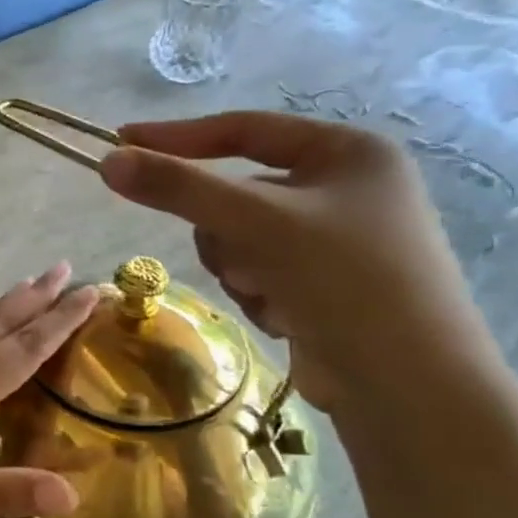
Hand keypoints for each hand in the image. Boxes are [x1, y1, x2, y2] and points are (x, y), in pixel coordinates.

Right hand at [100, 112, 492, 408]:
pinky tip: (288, 318)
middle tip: (242, 256)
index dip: (178, 137)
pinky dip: (259, 294)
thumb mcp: (257, 223)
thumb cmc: (346, 282)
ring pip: (240, 237)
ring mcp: (336, 240)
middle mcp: (344, 189)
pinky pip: (259, 271)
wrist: (409, 388)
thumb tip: (108, 162)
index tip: (121, 142)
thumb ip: (179, 188)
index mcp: (348, 152)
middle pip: (237, 192)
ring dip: (241, 267)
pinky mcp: (324, 284)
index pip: (244, 129)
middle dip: (228, 230)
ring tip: (273, 293)